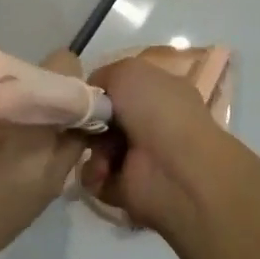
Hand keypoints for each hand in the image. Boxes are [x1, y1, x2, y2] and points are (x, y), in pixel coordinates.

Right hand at [80, 49, 227, 236]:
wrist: (176, 169)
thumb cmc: (156, 111)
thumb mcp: (128, 71)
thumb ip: (104, 75)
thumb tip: (91, 96)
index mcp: (159, 92)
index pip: (120, 88)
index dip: (98, 91)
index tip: (83, 97)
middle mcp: (152, 122)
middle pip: (103, 118)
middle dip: (89, 122)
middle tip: (86, 127)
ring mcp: (141, 156)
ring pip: (97, 147)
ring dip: (92, 151)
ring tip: (101, 155)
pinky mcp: (129, 186)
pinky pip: (96, 176)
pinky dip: (94, 175)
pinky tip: (103, 173)